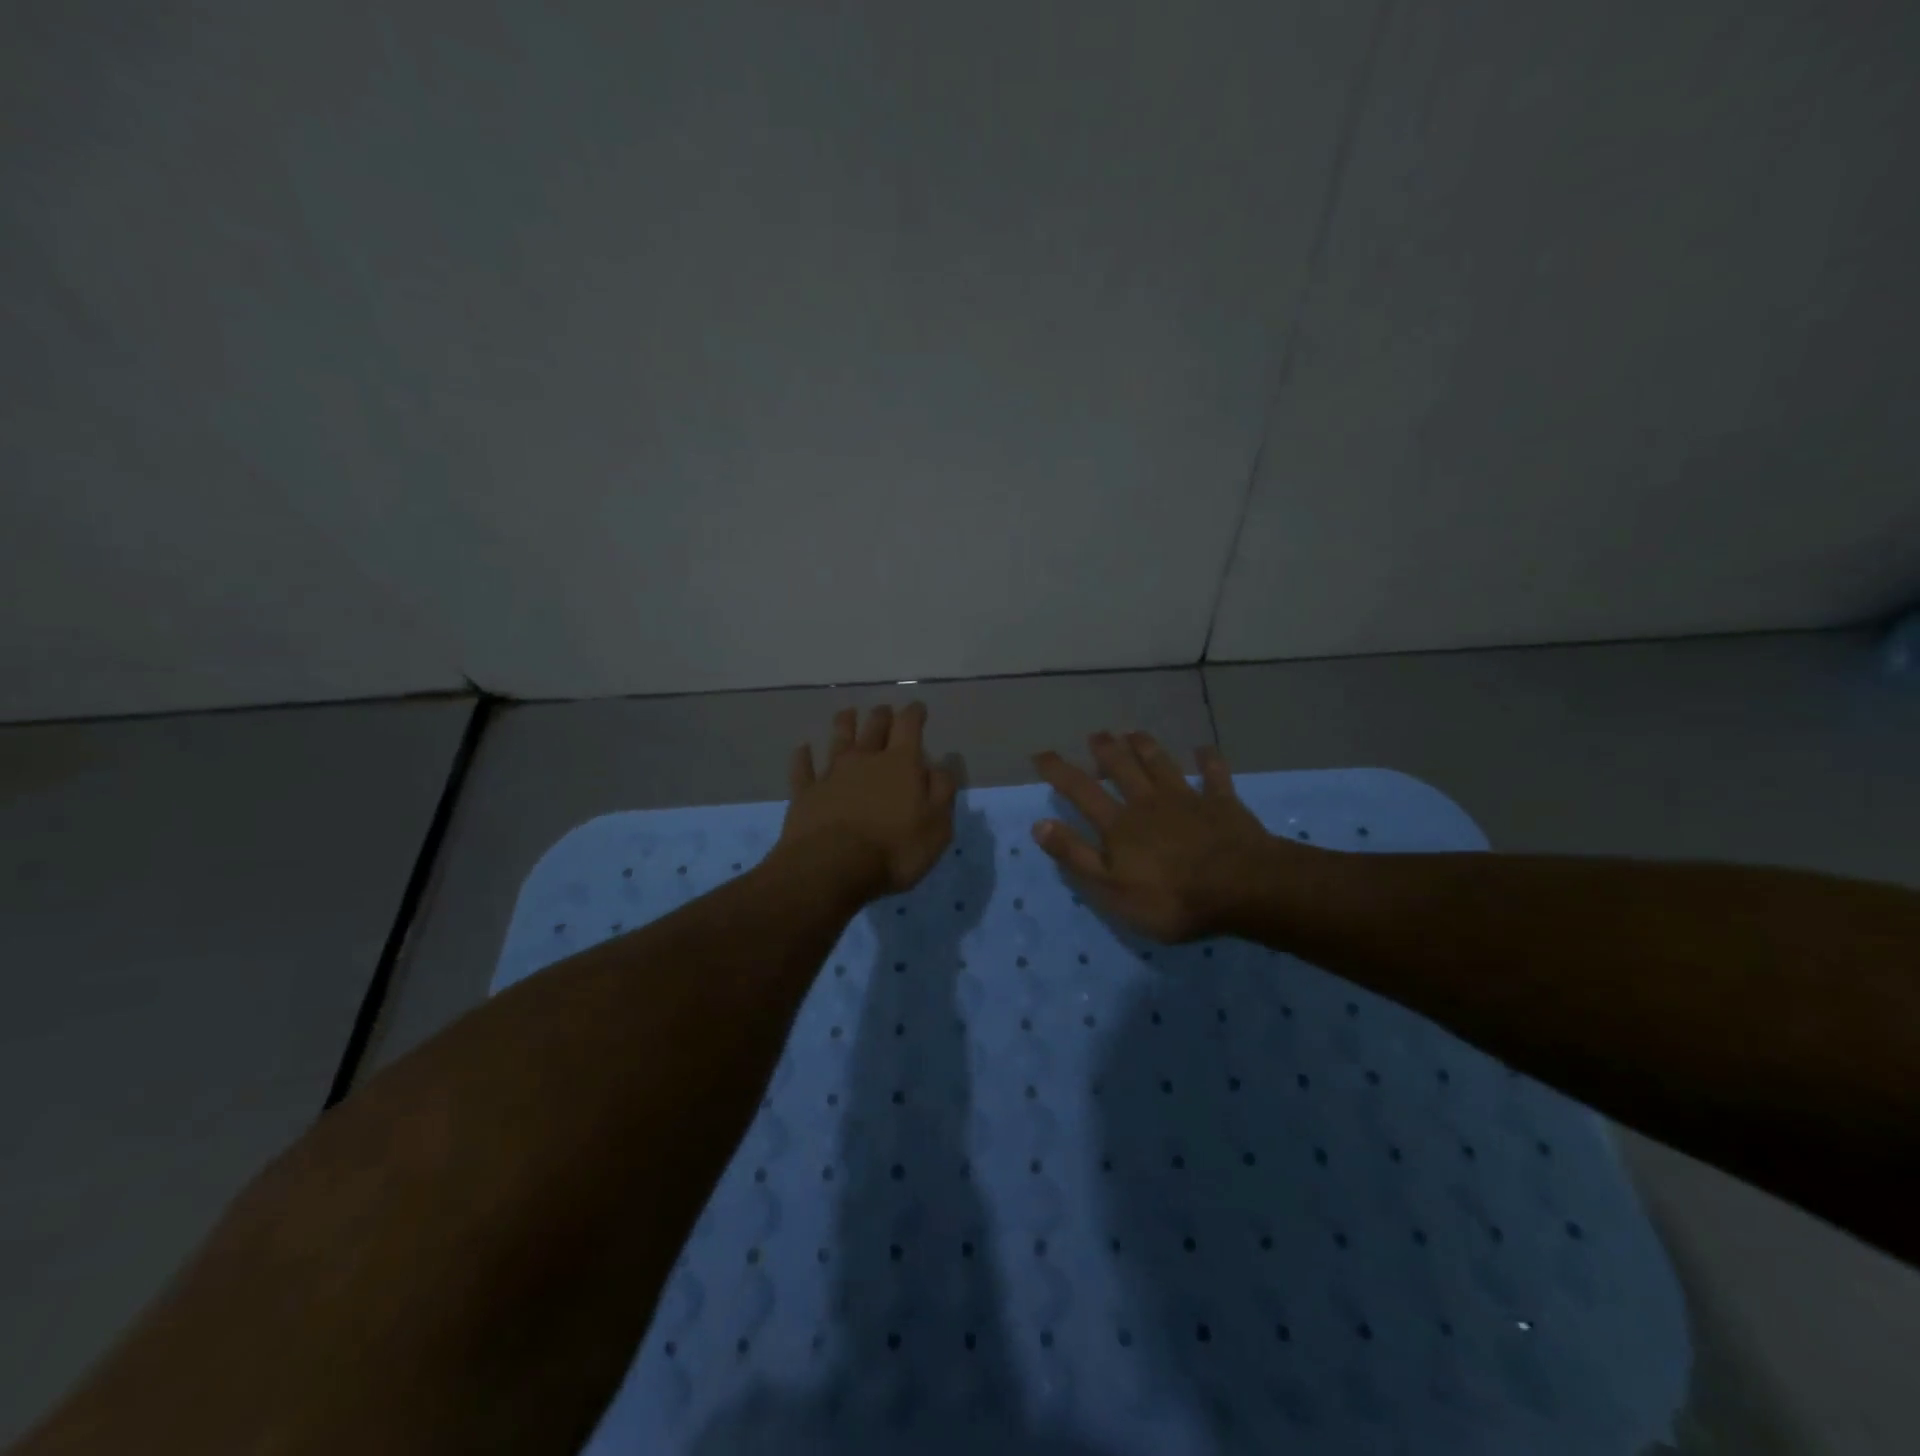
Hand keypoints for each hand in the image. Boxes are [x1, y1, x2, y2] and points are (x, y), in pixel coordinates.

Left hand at [778, 703, 957, 901]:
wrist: (832, 868)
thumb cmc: (894, 850)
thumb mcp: (937, 826)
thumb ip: (941, 791)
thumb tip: (941, 764)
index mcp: (901, 763)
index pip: (909, 726)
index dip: (914, 713)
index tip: (918, 709)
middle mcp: (865, 759)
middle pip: (874, 726)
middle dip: (882, 716)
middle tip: (885, 712)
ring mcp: (831, 773)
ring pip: (838, 739)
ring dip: (844, 724)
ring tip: (848, 714)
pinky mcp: (805, 793)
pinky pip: (803, 767)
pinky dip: (803, 756)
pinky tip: (803, 749)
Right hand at [1031, 731, 1297, 941]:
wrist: (1240, 887)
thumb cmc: (1170, 897)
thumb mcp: (1111, 888)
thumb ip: (1076, 856)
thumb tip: (1040, 825)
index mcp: (1119, 824)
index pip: (1081, 791)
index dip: (1058, 771)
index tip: (1041, 754)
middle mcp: (1148, 802)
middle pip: (1123, 768)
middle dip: (1106, 750)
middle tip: (1096, 734)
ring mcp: (1187, 799)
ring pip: (1161, 764)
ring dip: (1146, 747)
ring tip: (1134, 732)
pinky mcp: (1222, 804)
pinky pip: (1214, 775)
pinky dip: (1208, 761)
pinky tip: (1204, 749)